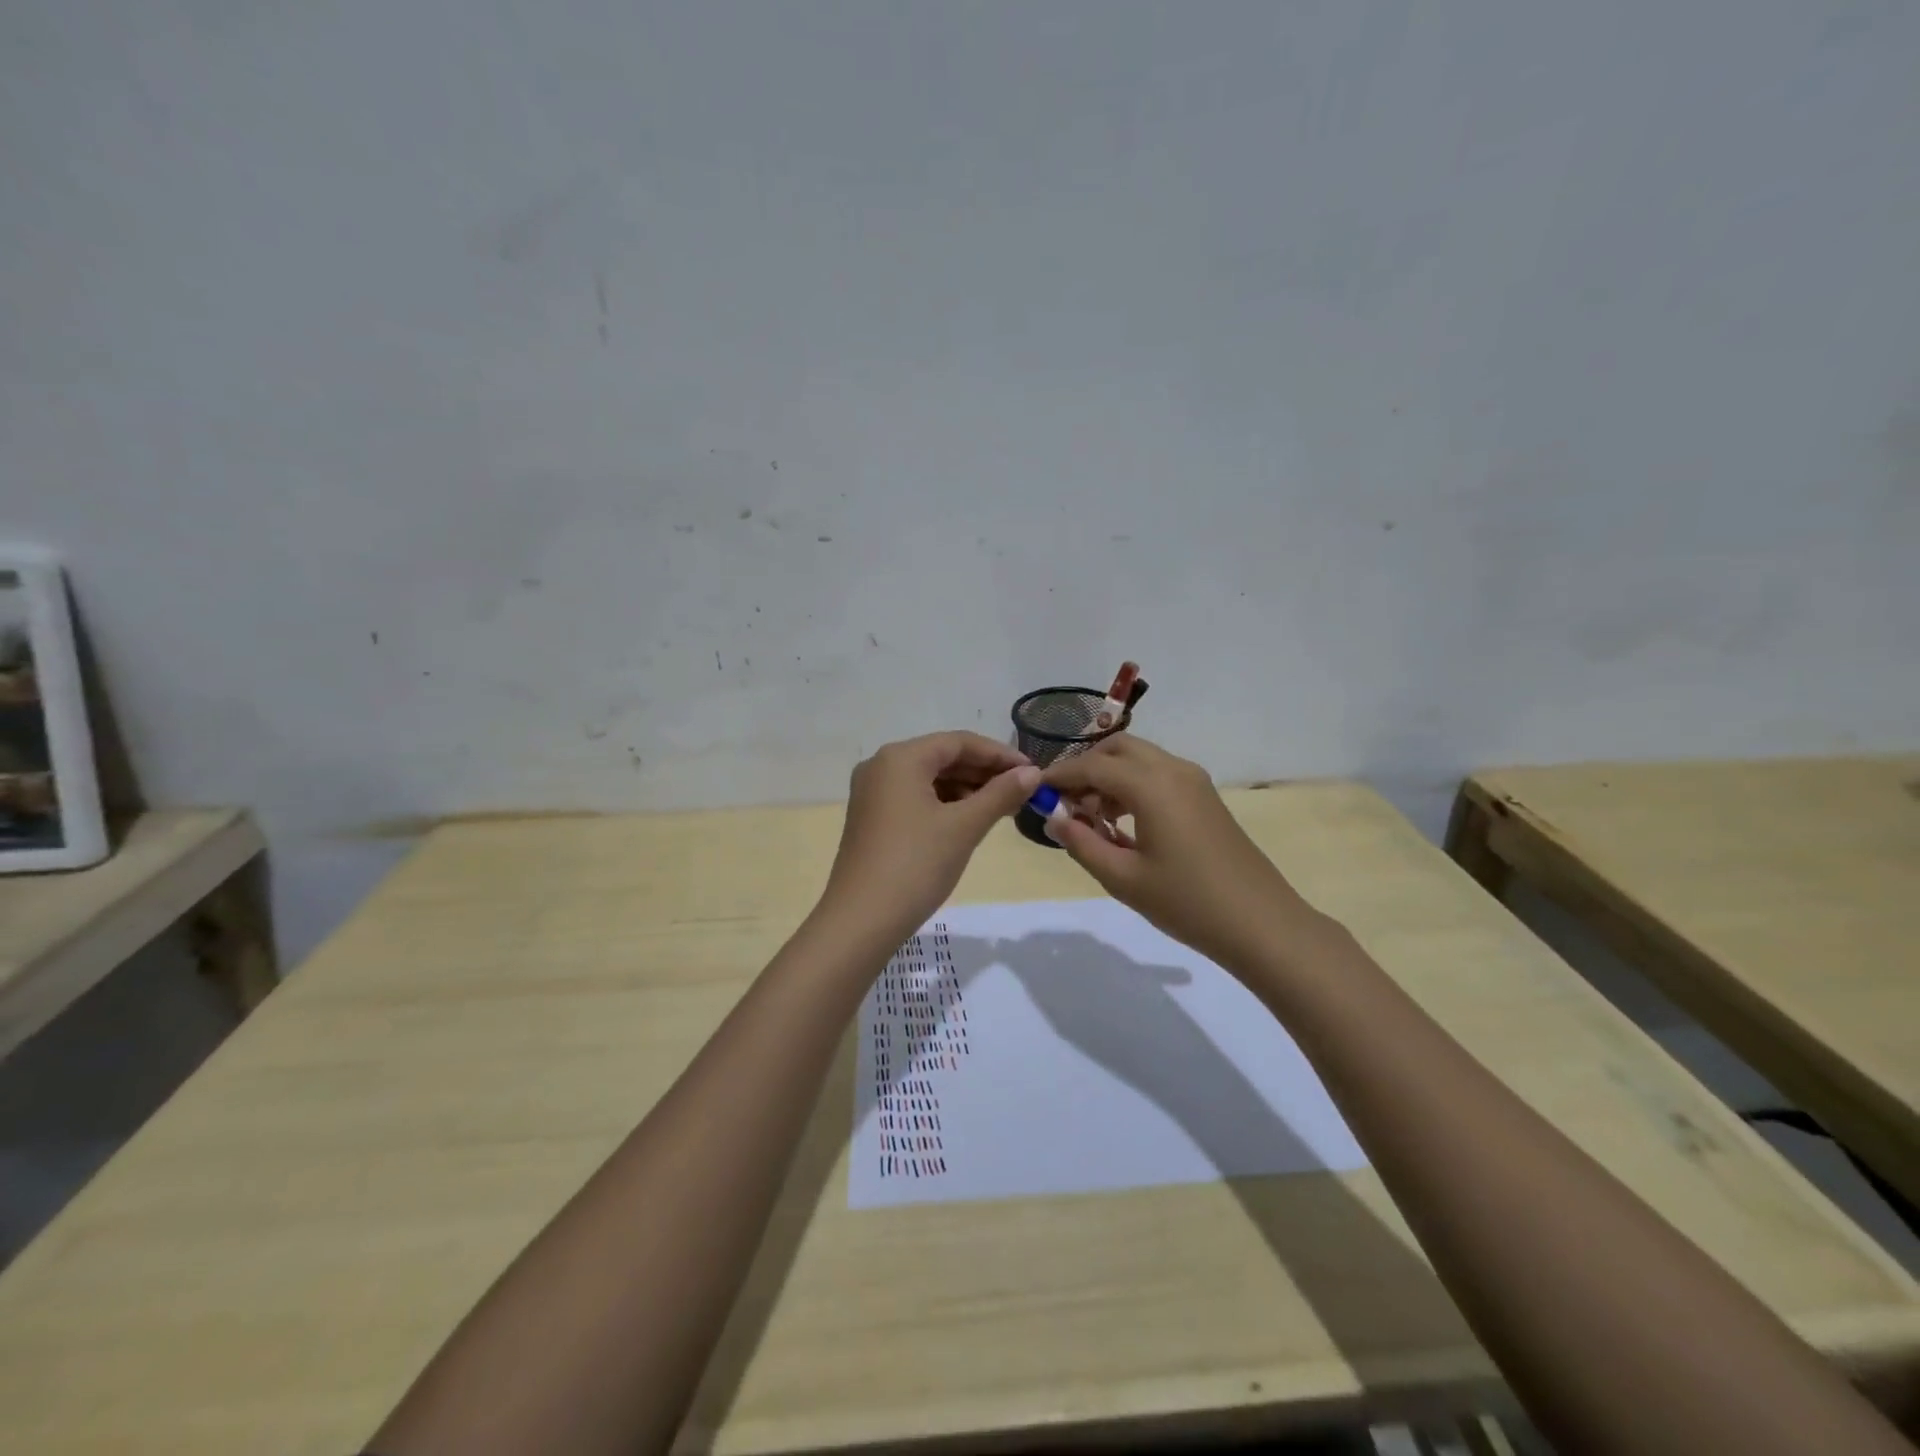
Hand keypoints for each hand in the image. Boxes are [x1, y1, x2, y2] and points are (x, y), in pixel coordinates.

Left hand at [823, 731, 1040, 940]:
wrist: (861, 921)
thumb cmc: (915, 865)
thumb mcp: (964, 827)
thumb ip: (1000, 794)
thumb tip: (1033, 772)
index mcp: (900, 757)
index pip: (959, 742)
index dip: (999, 754)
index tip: (1033, 771)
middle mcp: (881, 766)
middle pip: (943, 757)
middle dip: (984, 773)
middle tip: (1022, 791)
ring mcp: (872, 793)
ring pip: (929, 779)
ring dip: (967, 789)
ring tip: (1002, 808)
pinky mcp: (872, 818)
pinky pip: (915, 798)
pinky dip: (945, 804)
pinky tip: (970, 821)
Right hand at [1042, 735, 1318, 970]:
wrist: (1261, 923)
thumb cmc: (1187, 902)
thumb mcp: (1123, 878)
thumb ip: (1082, 843)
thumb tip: (1053, 818)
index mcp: (1151, 785)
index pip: (1092, 766)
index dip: (1060, 777)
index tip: (1035, 792)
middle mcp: (1173, 769)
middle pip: (1117, 748)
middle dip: (1086, 768)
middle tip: (1066, 803)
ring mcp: (1194, 781)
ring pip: (1140, 759)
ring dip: (1110, 775)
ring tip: (1091, 817)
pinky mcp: (1205, 796)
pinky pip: (1159, 774)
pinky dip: (1133, 784)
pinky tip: (1124, 822)